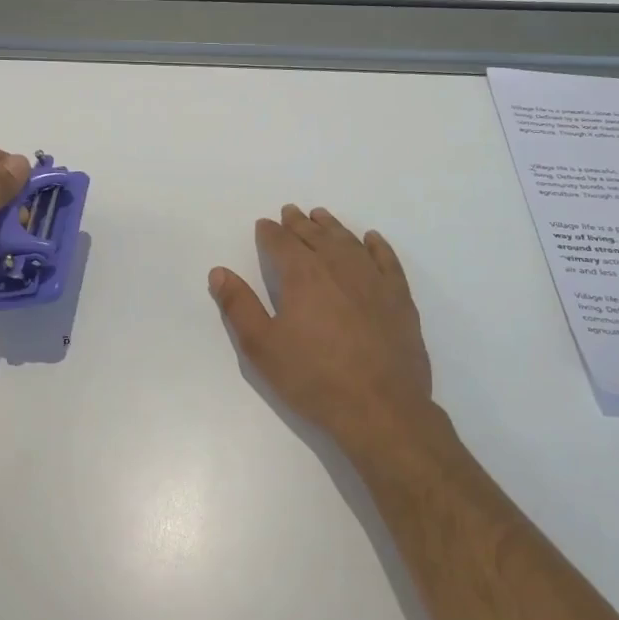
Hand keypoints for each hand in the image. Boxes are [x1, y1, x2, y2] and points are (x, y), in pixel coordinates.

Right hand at [210, 206, 451, 463]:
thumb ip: (239, 306)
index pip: (282, 243)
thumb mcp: (262, 347)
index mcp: (302, 275)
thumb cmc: (313, 378)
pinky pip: (387, 259)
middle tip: (290, 212)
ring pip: (349, 242)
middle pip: (315, 235)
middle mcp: (338, 266)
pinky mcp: (399, 297)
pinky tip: (370, 239)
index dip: (270, 232)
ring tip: (321, 216)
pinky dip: (376, 245)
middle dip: (299, 223)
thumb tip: (219, 272)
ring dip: (332, 227)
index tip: (264, 224)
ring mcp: (373, 280)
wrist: (380, 408)